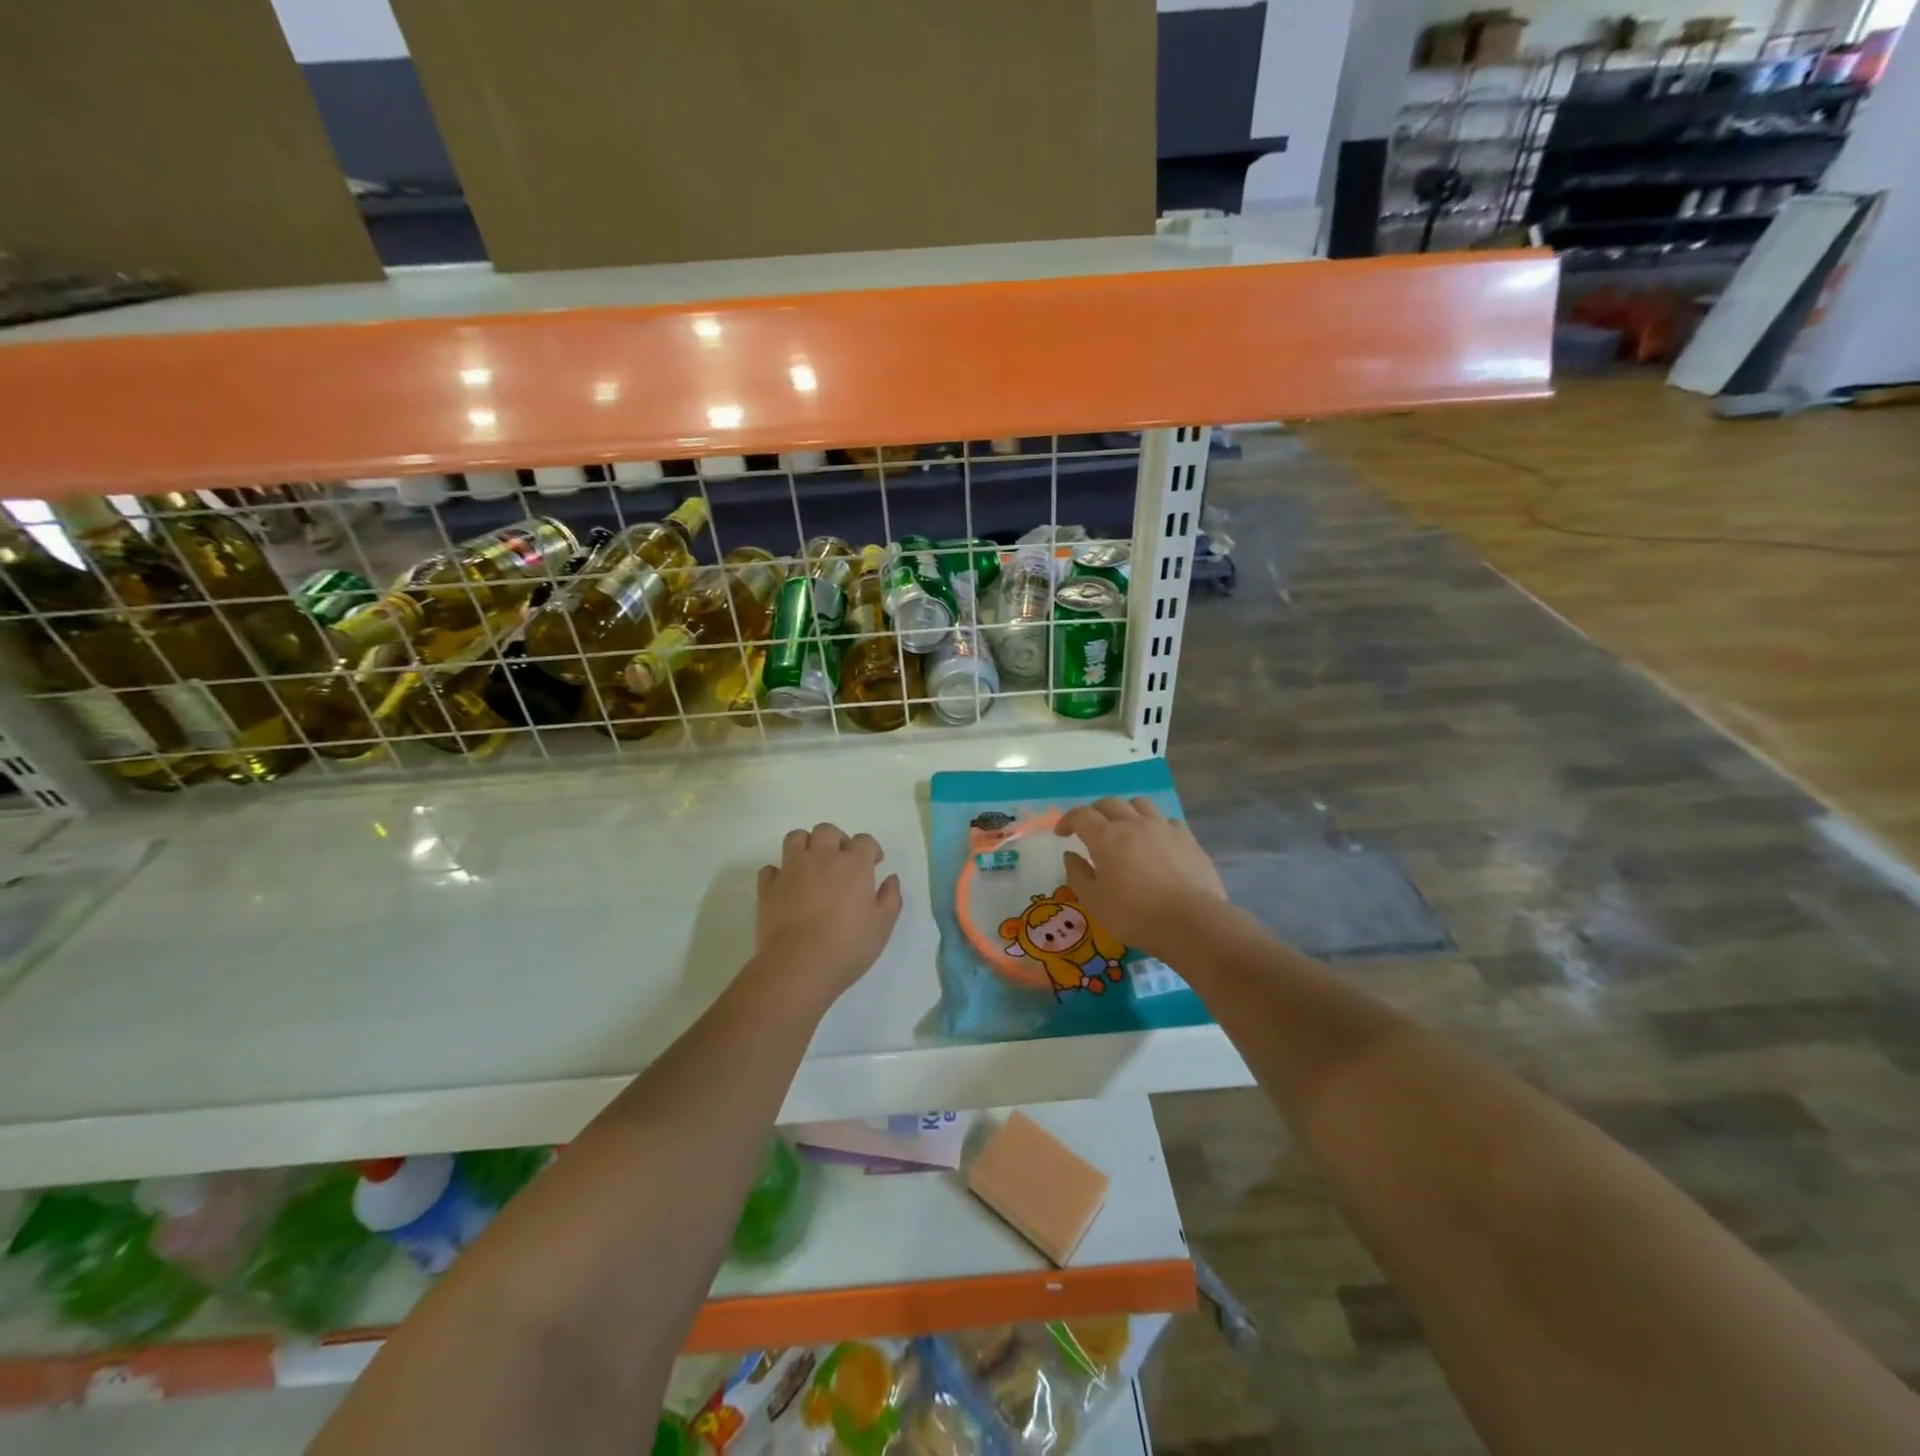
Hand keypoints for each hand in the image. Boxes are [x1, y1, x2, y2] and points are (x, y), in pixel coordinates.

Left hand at [754, 823, 902, 1008]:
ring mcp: (791, 869)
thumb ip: (890, 898)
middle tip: (841, 861)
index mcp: (853, 864)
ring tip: (812, 865)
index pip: (864, 841)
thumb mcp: (882, 926)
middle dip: (837, 840)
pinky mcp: (768, 887)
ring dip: (805, 845)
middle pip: (827, 831)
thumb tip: (891, 879)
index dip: (870, 850)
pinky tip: (786, 887)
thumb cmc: (848, 946)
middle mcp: (822, 857)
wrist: (800, 965)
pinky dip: (779, 873)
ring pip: (795, 838)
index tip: (873, 864)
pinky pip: (770, 868)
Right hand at [1055, 797, 1227, 963]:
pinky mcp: (1187, 837)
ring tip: (1125, 828)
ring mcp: (1163, 827)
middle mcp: (1133, 823)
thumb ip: (1078, 875)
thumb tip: (1071, 855)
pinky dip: (1154, 826)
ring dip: (1126, 811)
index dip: (1067, 820)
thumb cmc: (1135, 915)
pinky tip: (1156, 842)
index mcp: (1106, 837)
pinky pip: (1166, 820)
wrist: (1191, 921)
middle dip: (1095, 812)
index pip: (1080, 815)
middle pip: (1109, 803)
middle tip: (1090, 829)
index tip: (1062, 833)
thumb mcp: (1094, 902)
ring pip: (1139, 804)